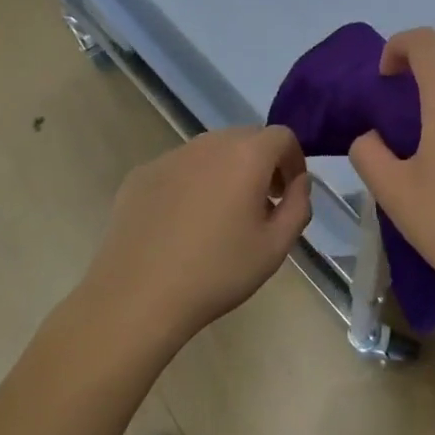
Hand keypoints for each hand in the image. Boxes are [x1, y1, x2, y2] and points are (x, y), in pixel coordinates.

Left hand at [83, 127, 311, 350]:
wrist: (136, 297)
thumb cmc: (216, 272)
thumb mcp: (276, 247)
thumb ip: (299, 206)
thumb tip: (299, 183)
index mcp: (246, 155)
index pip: (282, 137)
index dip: (294, 161)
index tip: (289, 193)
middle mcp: (209, 143)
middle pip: (247, 139)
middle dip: (262, 164)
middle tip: (260, 205)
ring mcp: (171, 156)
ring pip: (211, 152)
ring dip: (226, 172)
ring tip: (221, 216)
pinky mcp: (141, 174)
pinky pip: (180, 168)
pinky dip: (192, 184)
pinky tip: (182, 225)